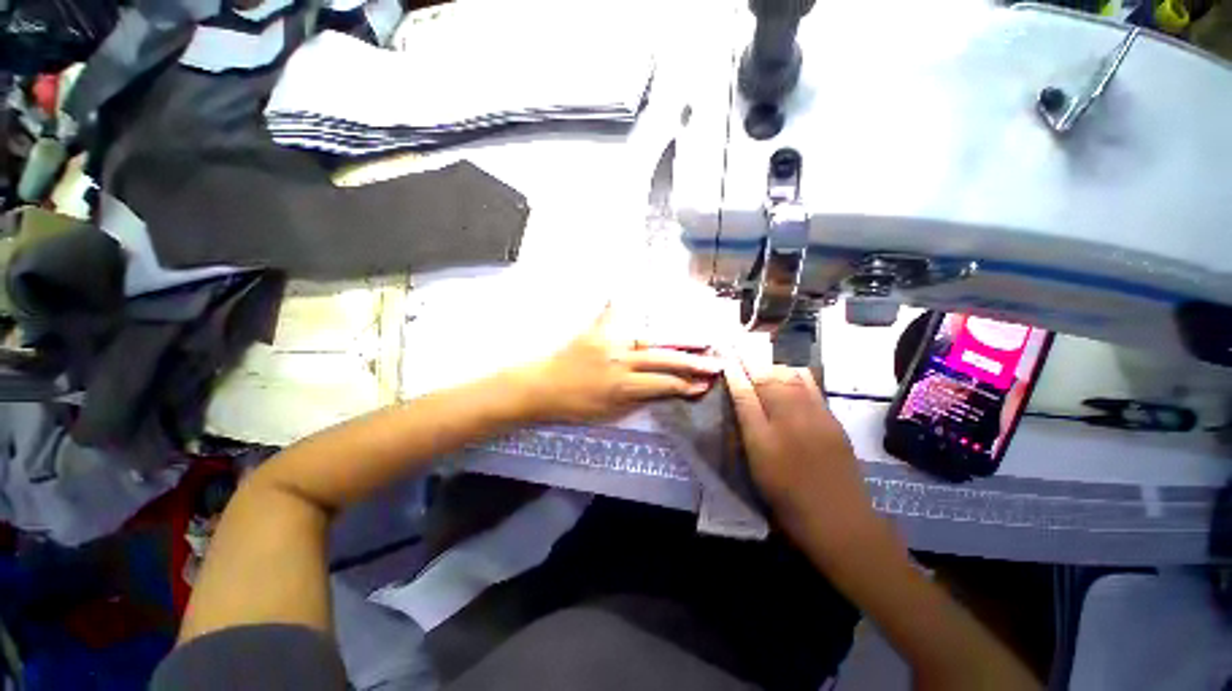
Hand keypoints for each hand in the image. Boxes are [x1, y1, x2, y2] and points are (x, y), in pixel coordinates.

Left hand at [522, 306, 721, 422]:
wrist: (541, 387)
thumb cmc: (574, 405)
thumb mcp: (608, 412)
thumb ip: (637, 397)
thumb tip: (663, 388)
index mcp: (622, 386)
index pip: (662, 383)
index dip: (685, 385)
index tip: (704, 385)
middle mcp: (620, 360)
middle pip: (662, 359)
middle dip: (691, 362)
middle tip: (714, 363)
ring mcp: (609, 341)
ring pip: (649, 338)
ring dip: (675, 339)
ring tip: (697, 338)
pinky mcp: (596, 330)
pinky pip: (613, 313)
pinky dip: (622, 302)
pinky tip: (631, 289)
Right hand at [723, 353, 876, 549]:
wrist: (839, 520)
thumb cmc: (787, 501)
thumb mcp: (756, 469)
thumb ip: (746, 434)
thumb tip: (741, 405)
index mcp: (763, 440)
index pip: (744, 396)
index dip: (733, 375)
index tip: (725, 358)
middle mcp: (788, 422)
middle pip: (767, 381)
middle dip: (750, 362)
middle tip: (740, 350)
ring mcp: (814, 418)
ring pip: (790, 379)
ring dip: (772, 366)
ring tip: (762, 362)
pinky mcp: (832, 419)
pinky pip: (812, 387)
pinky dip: (796, 374)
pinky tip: (790, 373)